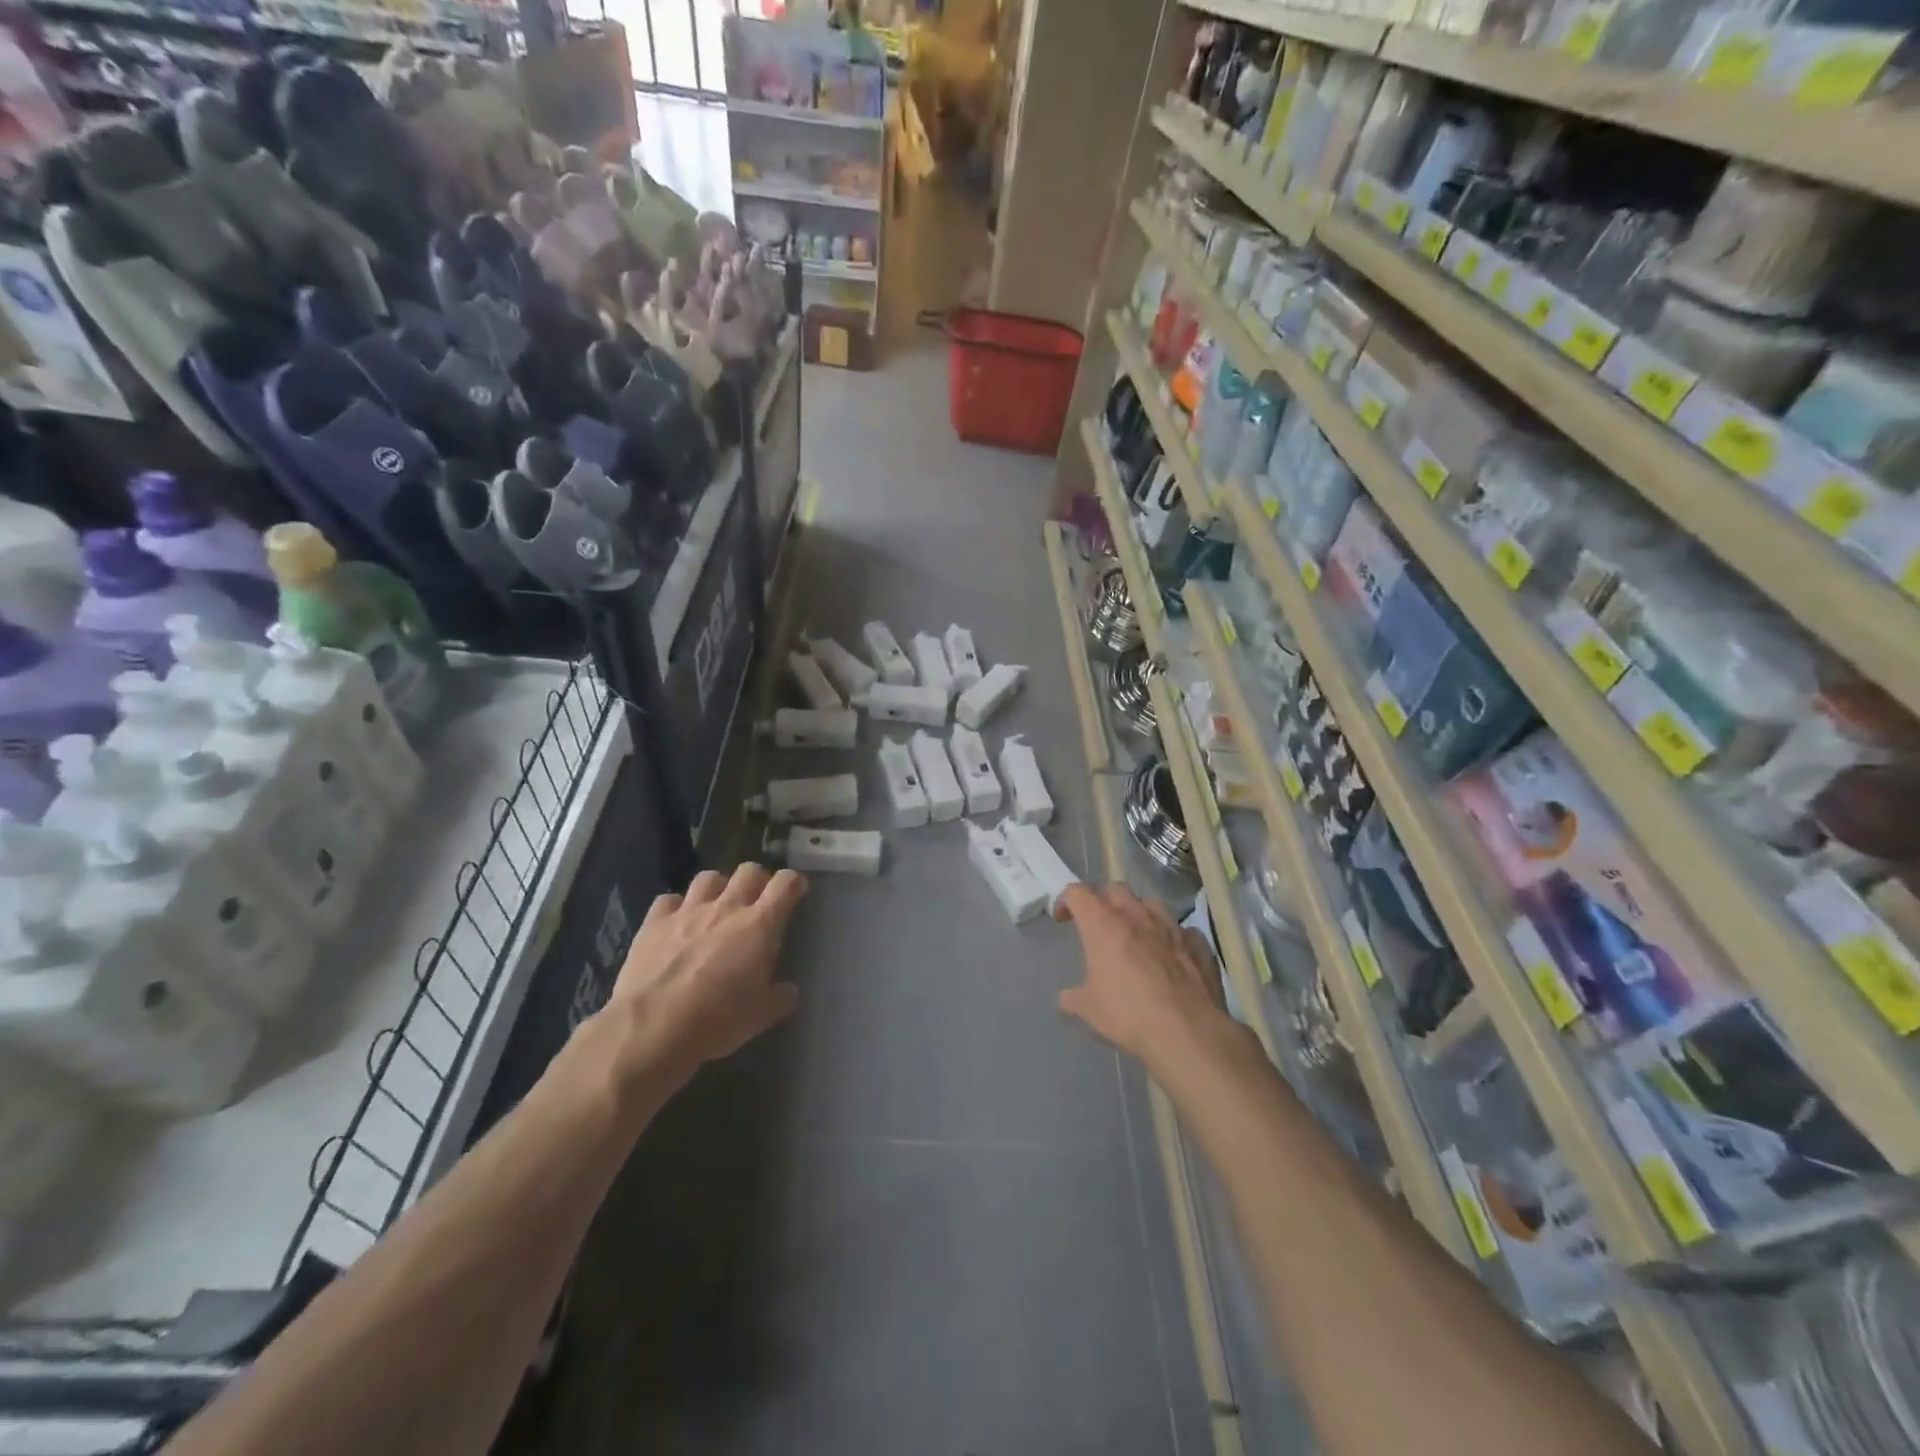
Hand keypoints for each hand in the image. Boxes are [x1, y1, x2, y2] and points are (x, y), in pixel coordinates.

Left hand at [608, 863, 806, 1088]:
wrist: (653, 1028)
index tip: (796, 891)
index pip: (785, 884)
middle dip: (758, 879)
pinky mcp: (653, 923)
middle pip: (748, 871)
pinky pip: (668, 900)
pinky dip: (676, 907)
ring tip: (716, 906)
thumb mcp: (761, 1016)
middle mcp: (726, 908)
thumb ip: (779, 997)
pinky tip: (676, 923)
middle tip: (758, 899)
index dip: (794, 882)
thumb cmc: (718, 1020)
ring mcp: (687, 912)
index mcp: (759, 925)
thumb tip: (787, 990)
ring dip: (718, 887)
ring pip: (708, 878)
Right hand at [1054, 883, 1228, 1068]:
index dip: (1066, 900)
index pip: (1078, 893)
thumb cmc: (1128, 1013)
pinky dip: (1172, 937)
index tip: (1063, 918)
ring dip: (1139, 912)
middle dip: (1103, 900)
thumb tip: (1066, 998)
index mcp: (1103, 924)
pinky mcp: (1197, 943)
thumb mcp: (1088, 1009)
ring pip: (1151, 903)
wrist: (1186, 1031)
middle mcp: (1136, 915)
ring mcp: (1170, 926)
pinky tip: (1171, 954)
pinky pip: (1182, 930)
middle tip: (1099, 923)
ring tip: (1136, 933)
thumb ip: (1073, 998)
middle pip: (1115, 889)